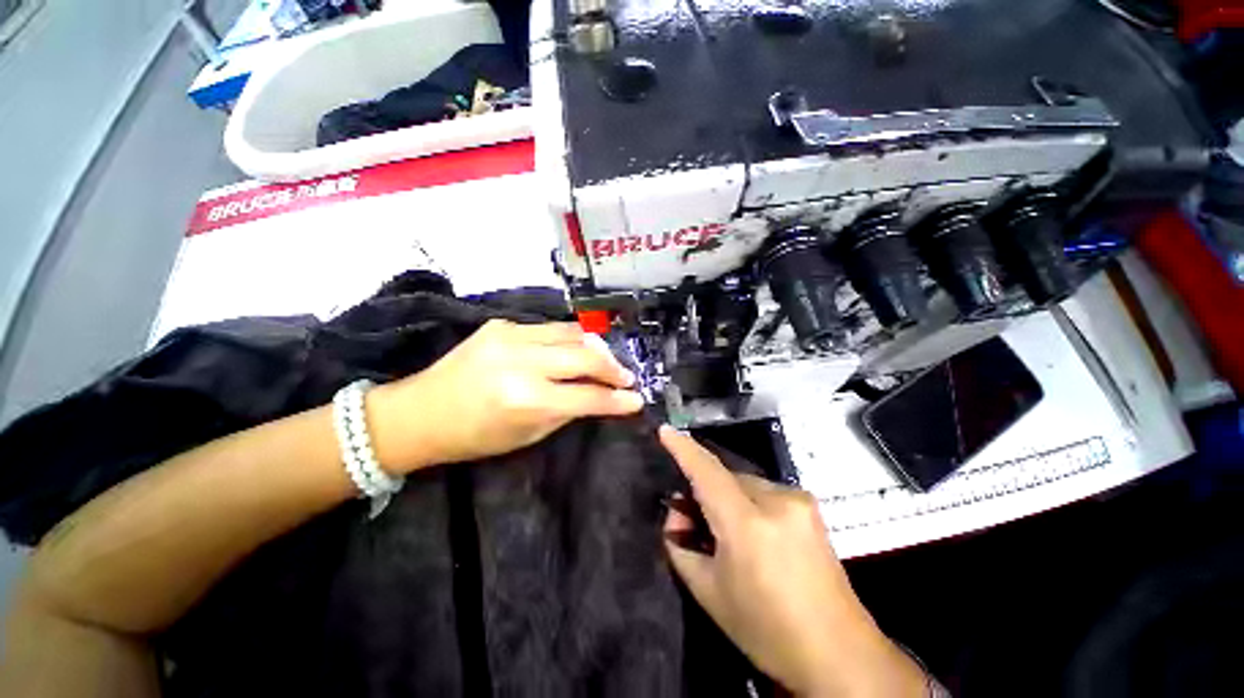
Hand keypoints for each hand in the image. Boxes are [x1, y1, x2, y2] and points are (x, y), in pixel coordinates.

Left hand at [368, 320, 643, 472]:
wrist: (419, 412)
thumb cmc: (474, 436)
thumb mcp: (527, 435)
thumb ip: (567, 411)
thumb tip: (599, 397)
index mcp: (526, 400)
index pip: (587, 397)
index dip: (617, 400)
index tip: (637, 400)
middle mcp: (521, 362)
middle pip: (585, 357)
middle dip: (613, 368)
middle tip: (626, 377)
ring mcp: (510, 336)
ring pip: (572, 333)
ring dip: (596, 348)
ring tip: (607, 361)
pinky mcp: (501, 324)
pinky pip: (550, 328)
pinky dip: (570, 339)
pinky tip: (576, 349)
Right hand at [660, 427, 926, 697]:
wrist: (840, 654)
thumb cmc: (767, 630)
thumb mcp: (709, 592)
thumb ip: (681, 547)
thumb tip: (677, 516)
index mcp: (747, 524)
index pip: (707, 472)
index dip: (683, 448)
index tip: (665, 430)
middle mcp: (776, 500)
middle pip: (725, 477)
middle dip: (704, 489)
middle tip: (690, 517)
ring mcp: (798, 500)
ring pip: (745, 483)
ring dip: (727, 497)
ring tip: (724, 531)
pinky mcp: (810, 507)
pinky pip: (765, 491)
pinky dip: (748, 502)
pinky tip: (752, 533)